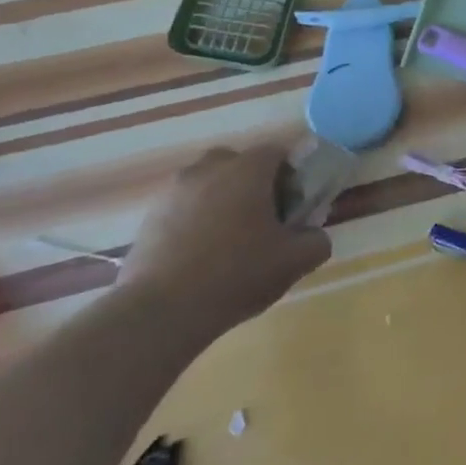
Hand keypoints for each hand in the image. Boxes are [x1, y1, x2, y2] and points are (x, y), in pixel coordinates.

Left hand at [118, 144, 331, 343]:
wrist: (161, 312)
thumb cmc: (237, 274)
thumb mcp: (295, 261)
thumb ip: (317, 240)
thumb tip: (313, 235)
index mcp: (247, 170)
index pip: (277, 152)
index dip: (291, 175)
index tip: (294, 205)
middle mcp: (208, 170)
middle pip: (237, 162)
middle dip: (253, 182)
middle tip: (263, 217)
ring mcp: (173, 193)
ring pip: (207, 184)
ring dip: (222, 201)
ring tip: (230, 241)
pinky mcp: (148, 220)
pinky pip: (183, 208)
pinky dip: (196, 222)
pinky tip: (202, 257)